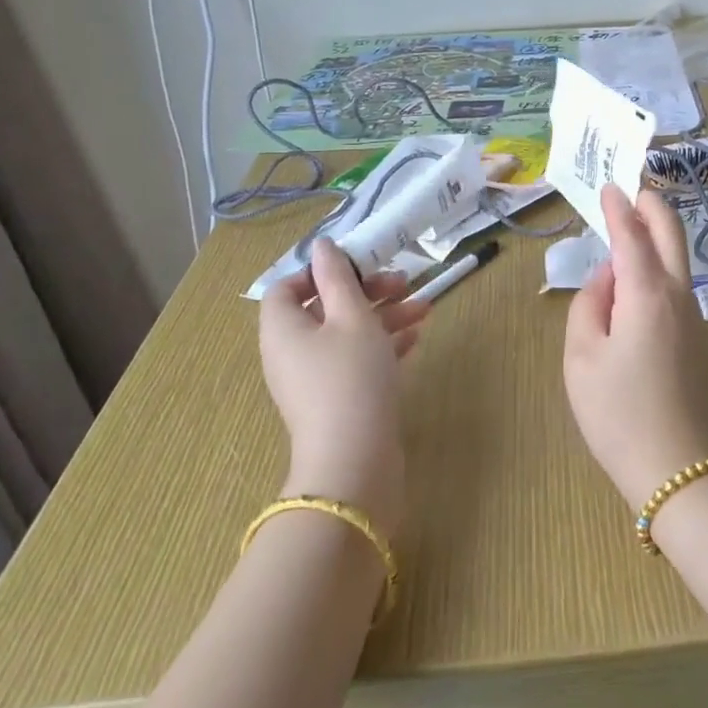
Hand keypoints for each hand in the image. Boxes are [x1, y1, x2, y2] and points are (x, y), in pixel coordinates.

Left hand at [259, 239, 430, 535]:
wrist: (355, 462)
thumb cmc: (351, 377)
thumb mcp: (352, 317)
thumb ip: (339, 278)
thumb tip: (323, 245)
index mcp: (283, 329)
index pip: (286, 288)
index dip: (318, 272)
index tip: (356, 266)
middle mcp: (291, 353)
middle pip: (324, 309)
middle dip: (366, 291)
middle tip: (403, 282)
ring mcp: (314, 381)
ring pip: (346, 336)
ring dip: (383, 317)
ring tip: (424, 309)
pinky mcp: (338, 402)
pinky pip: (356, 362)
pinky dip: (382, 347)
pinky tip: (415, 339)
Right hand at [563, 185, 707, 506]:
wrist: (678, 469)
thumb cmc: (618, 413)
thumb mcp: (582, 356)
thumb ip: (589, 303)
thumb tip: (608, 276)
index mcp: (648, 293)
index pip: (632, 234)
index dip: (618, 206)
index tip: (608, 185)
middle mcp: (679, 295)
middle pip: (672, 234)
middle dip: (653, 206)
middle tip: (633, 189)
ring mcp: (695, 317)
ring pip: (679, 259)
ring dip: (657, 235)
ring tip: (629, 228)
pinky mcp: (699, 338)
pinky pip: (678, 286)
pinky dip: (660, 265)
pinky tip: (637, 279)